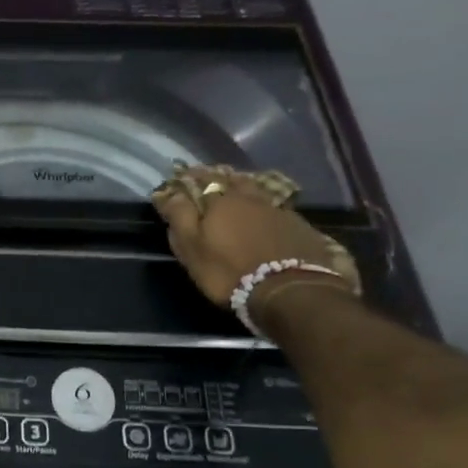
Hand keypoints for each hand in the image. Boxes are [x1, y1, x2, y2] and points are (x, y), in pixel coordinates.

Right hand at [154, 171, 358, 320]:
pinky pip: (277, 207)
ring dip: (244, 188)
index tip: (181, 176)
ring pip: (257, 190)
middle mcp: (250, 197)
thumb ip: (179, 217)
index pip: (201, 179)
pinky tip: (265, 215)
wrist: (287, 290)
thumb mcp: (191, 248)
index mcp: (220, 200)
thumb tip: (168, 193)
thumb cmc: (228, 270)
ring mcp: (278, 209)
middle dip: (219, 177)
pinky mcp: (299, 225)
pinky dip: (266, 207)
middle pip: (233, 179)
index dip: (190, 177)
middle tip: (211, 180)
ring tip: (237, 193)